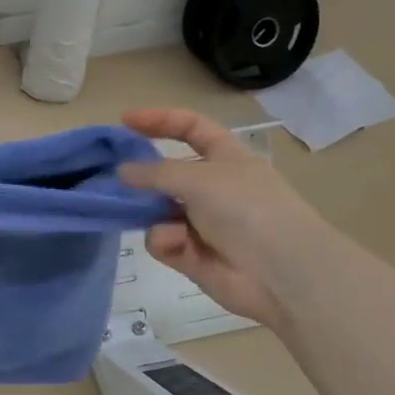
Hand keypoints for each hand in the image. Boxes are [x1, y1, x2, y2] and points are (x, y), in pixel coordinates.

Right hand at [117, 108, 331, 326]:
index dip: (160, 120)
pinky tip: (177, 245)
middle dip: (142, 176)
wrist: (283, 274)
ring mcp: (201, 222)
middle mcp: (213, 188)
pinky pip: (163, 239)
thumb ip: (156, 172)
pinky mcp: (191, 255)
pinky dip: (166, 240)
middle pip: (167, 173)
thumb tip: (123, 171)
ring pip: (157, 209)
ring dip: (150, 212)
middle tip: (112, 177)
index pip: (190, 128)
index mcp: (225, 158)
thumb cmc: (247, 209)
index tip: (125, 121)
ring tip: (146, 216)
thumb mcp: (199, 178)